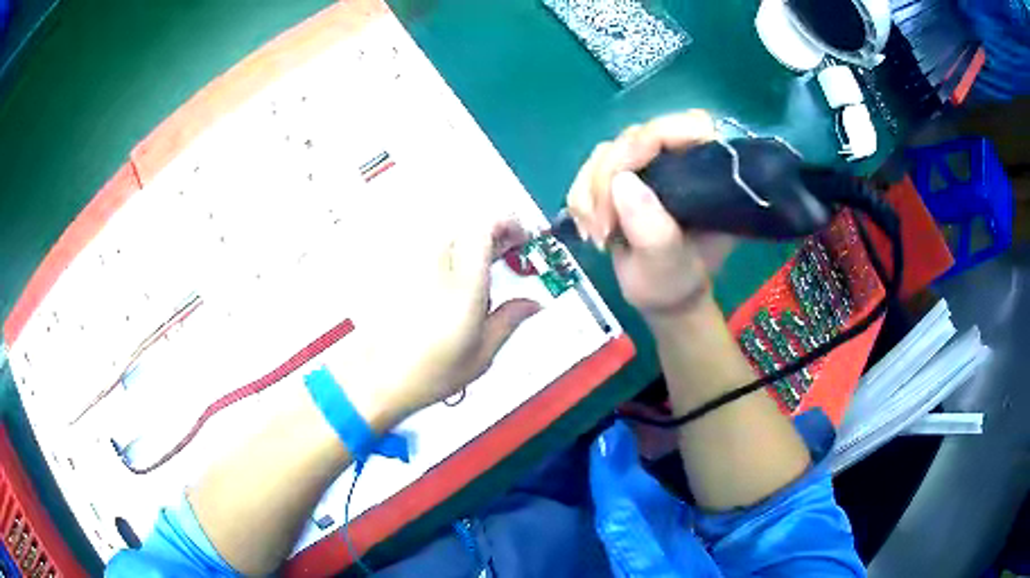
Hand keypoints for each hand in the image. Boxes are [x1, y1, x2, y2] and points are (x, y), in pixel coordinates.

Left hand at [330, 217, 539, 426]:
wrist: (377, 379)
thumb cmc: (426, 373)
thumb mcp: (481, 354)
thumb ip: (509, 320)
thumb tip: (532, 305)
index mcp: (463, 285)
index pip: (485, 227)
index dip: (508, 224)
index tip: (520, 238)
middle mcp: (435, 266)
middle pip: (467, 223)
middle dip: (492, 231)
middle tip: (504, 252)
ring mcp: (412, 265)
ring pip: (447, 231)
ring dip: (469, 239)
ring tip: (479, 266)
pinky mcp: (397, 271)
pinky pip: (427, 246)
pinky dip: (446, 251)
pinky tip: (450, 277)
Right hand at [567, 111, 733, 322]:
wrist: (660, 294)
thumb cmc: (675, 282)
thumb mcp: (668, 265)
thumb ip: (652, 229)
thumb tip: (622, 181)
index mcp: (707, 172)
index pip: (685, 127)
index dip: (650, 141)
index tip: (623, 181)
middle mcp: (678, 158)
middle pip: (634, 138)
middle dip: (608, 181)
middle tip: (603, 228)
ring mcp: (648, 164)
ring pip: (605, 153)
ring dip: (590, 194)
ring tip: (598, 236)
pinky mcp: (623, 174)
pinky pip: (588, 169)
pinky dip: (581, 198)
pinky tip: (589, 228)